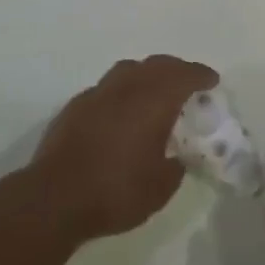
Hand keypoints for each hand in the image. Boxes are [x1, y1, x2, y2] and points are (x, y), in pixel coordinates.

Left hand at [25, 54, 216, 242]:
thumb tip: (176, 156)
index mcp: (154, 99)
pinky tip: (119, 112)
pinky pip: (107, 88)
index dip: (201, 76)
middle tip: (187, 84)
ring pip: (129, 70)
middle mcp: (128, 86)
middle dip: (176, 70)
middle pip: (158, 64)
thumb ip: (175, 166)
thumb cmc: (115, 191)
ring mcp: (98, 93)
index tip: (212, 81)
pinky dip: (121, 92)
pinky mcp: (75, 106)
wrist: (53, 199)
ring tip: (153, 92)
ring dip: (146, 75)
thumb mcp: (160, 188)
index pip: (185, 75)